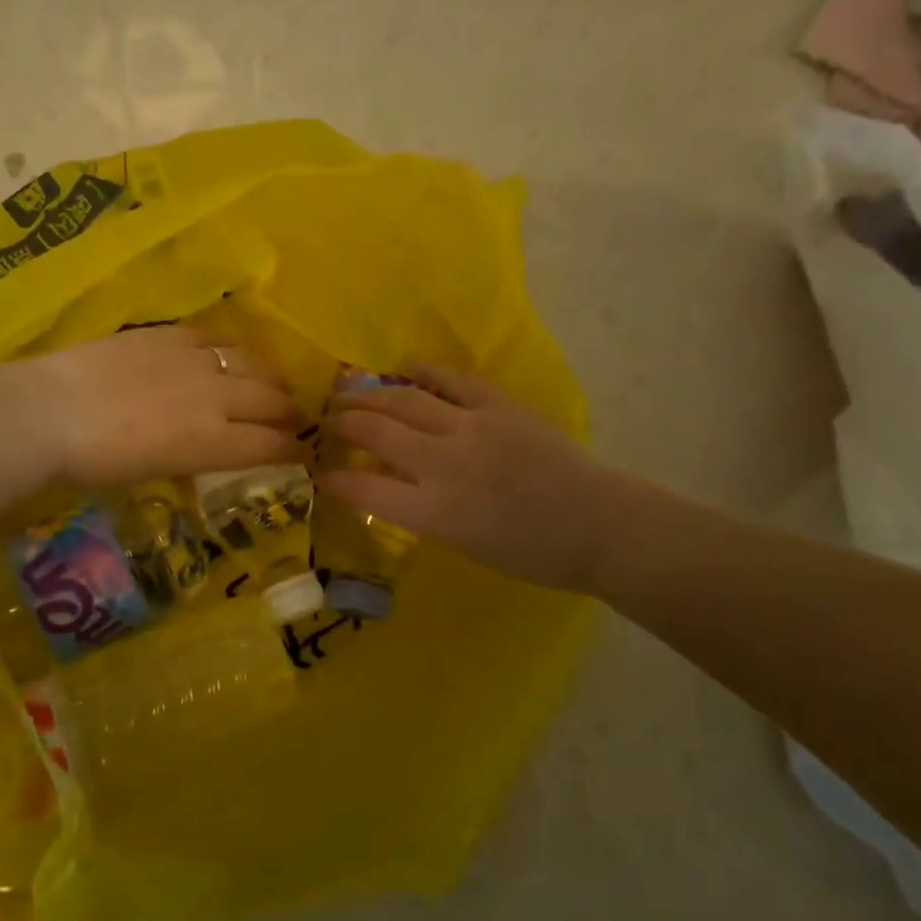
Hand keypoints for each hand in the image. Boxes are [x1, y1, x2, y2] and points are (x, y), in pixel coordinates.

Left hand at [16, 327, 304, 488]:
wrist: (50, 412)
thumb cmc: (95, 462)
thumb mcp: (153, 472)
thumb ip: (192, 457)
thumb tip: (210, 448)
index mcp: (212, 442)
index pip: (269, 445)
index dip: (292, 449)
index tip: (302, 452)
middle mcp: (215, 398)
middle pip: (270, 400)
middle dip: (290, 411)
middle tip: (296, 416)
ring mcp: (193, 361)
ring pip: (251, 363)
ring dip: (269, 376)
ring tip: (273, 382)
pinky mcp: (169, 335)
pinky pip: (214, 337)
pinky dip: (229, 349)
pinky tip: (228, 354)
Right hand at [322, 365, 608, 592]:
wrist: (599, 523)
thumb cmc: (533, 552)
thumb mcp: (465, 544)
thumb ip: (421, 511)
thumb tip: (388, 481)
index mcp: (436, 512)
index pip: (366, 491)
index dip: (336, 480)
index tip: (321, 474)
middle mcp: (446, 465)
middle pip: (377, 434)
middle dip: (343, 425)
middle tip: (325, 421)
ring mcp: (472, 428)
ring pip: (405, 400)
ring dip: (369, 395)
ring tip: (348, 392)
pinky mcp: (498, 405)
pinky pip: (451, 379)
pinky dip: (422, 371)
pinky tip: (401, 368)